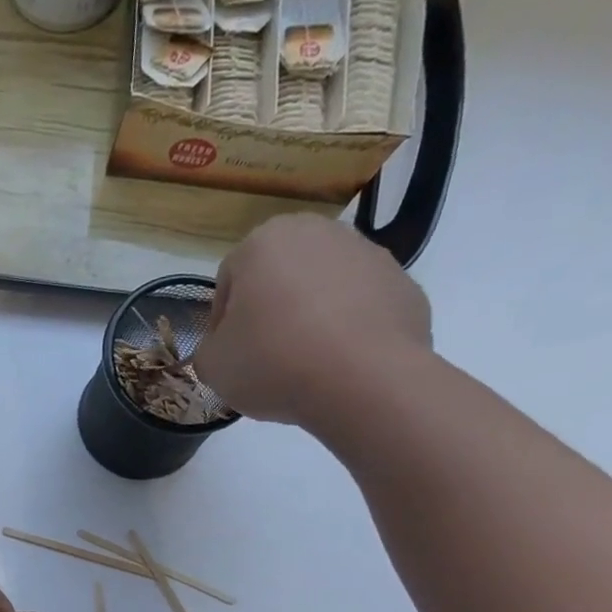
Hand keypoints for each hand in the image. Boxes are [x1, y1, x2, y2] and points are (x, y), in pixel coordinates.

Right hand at [192, 213, 433, 425]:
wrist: (364, 379)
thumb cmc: (273, 362)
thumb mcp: (213, 366)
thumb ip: (208, 350)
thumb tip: (222, 348)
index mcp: (264, 242)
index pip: (228, 281)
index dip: (222, 323)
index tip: (228, 355)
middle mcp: (318, 232)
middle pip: (279, 277)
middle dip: (269, 312)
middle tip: (264, 358)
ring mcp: (367, 253)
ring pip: (322, 289)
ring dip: (309, 318)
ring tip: (305, 365)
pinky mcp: (402, 283)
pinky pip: (360, 308)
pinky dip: (347, 330)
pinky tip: (339, 365)